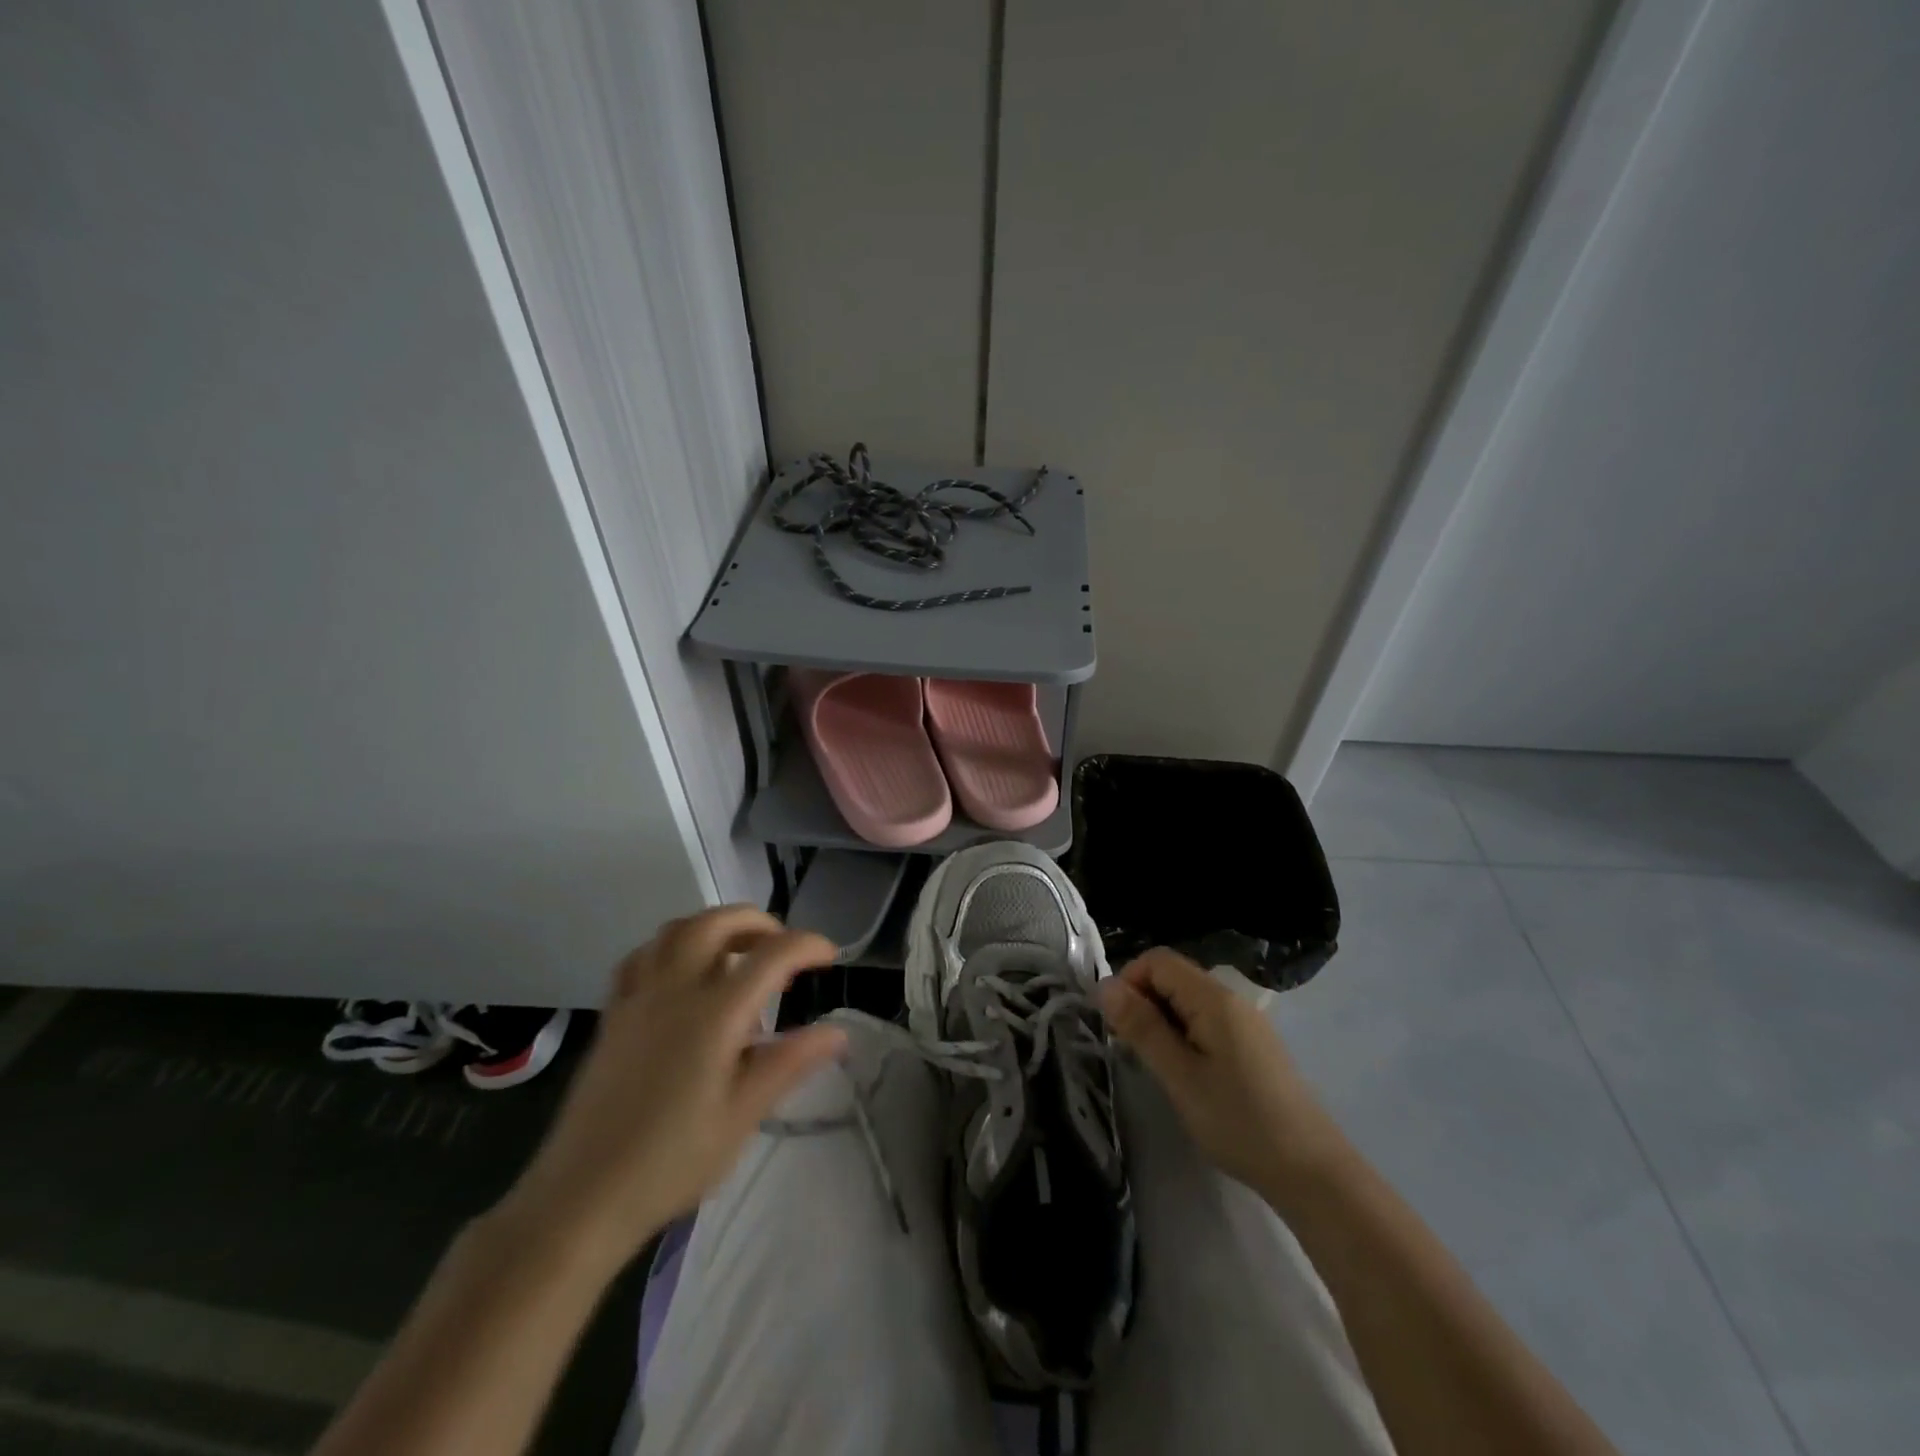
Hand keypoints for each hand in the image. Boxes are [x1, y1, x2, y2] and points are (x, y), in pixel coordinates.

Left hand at [497, 907, 844, 1271]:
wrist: (582, 1197)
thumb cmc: (672, 1161)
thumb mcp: (743, 1115)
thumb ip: (790, 1062)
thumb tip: (837, 1032)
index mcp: (715, 1013)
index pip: (772, 955)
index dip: (807, 945)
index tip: (830, 957)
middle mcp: (675, 990)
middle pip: (717, 922)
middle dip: (758, 922)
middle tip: (782, 946)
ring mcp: (638, 998)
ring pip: (676, 930)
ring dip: (714, 926)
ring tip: (738, 952)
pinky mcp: (613, 1015)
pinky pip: (642, 957)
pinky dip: (671, 947)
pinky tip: (683, 974)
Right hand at [1099, 948, 1341, 1199]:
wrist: (1313, 1173)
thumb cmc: (1239, 1122)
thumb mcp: (1180, 1076)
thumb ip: (1142, 1027)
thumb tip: (1105, 985)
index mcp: (1214, 998)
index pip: (1158, 960)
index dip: (1128, 981)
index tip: (1116, 1025)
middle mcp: (1231, 999)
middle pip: (1173, 976)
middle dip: (1142, 1002)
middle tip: (1130, 1049)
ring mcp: (1246, 1023)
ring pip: (1188, 1001)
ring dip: (1162, 1021)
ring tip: (1156, 1066)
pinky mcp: (1254, 1046)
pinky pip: (1207, 1021)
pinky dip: (1184, 1035)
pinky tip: (1186, 1074)